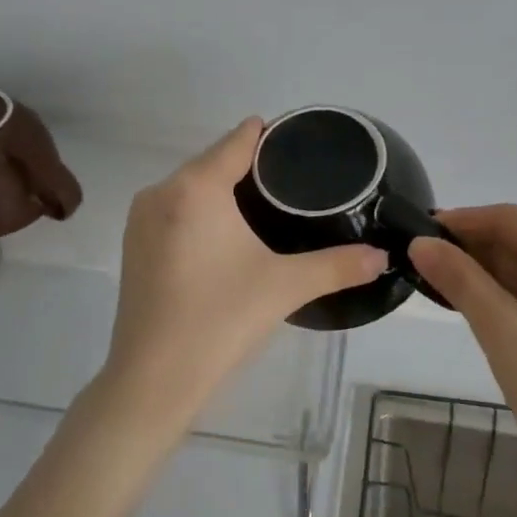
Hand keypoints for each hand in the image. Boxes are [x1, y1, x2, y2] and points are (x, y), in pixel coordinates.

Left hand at [103, 119, 387, 426]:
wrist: (152, 380)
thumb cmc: (220, 320)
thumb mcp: (285, 287)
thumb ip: (339, 265)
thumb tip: (383, 255)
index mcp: (195, 186)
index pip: (239, 139)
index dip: (272, 137)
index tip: (303, 144)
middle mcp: (161, 190)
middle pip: (214, 160)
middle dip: (252, 166)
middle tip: (296, 182)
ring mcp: (141, 218)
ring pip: (192, 186)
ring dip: (225, 189)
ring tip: (269, 206)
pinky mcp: (134, 244)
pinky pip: (175, 209)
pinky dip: (201, 211)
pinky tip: (227, 234)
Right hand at [409, 205, 516, 496]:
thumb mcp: (501, 331)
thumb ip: (459, 279)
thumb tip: (419, 243)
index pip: (508, 218)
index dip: (460, 222)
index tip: (416, 235)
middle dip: (472, 250)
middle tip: (422, 266)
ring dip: (488, 274)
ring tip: (441, 288)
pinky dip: (511, 295)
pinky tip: (479, 309)